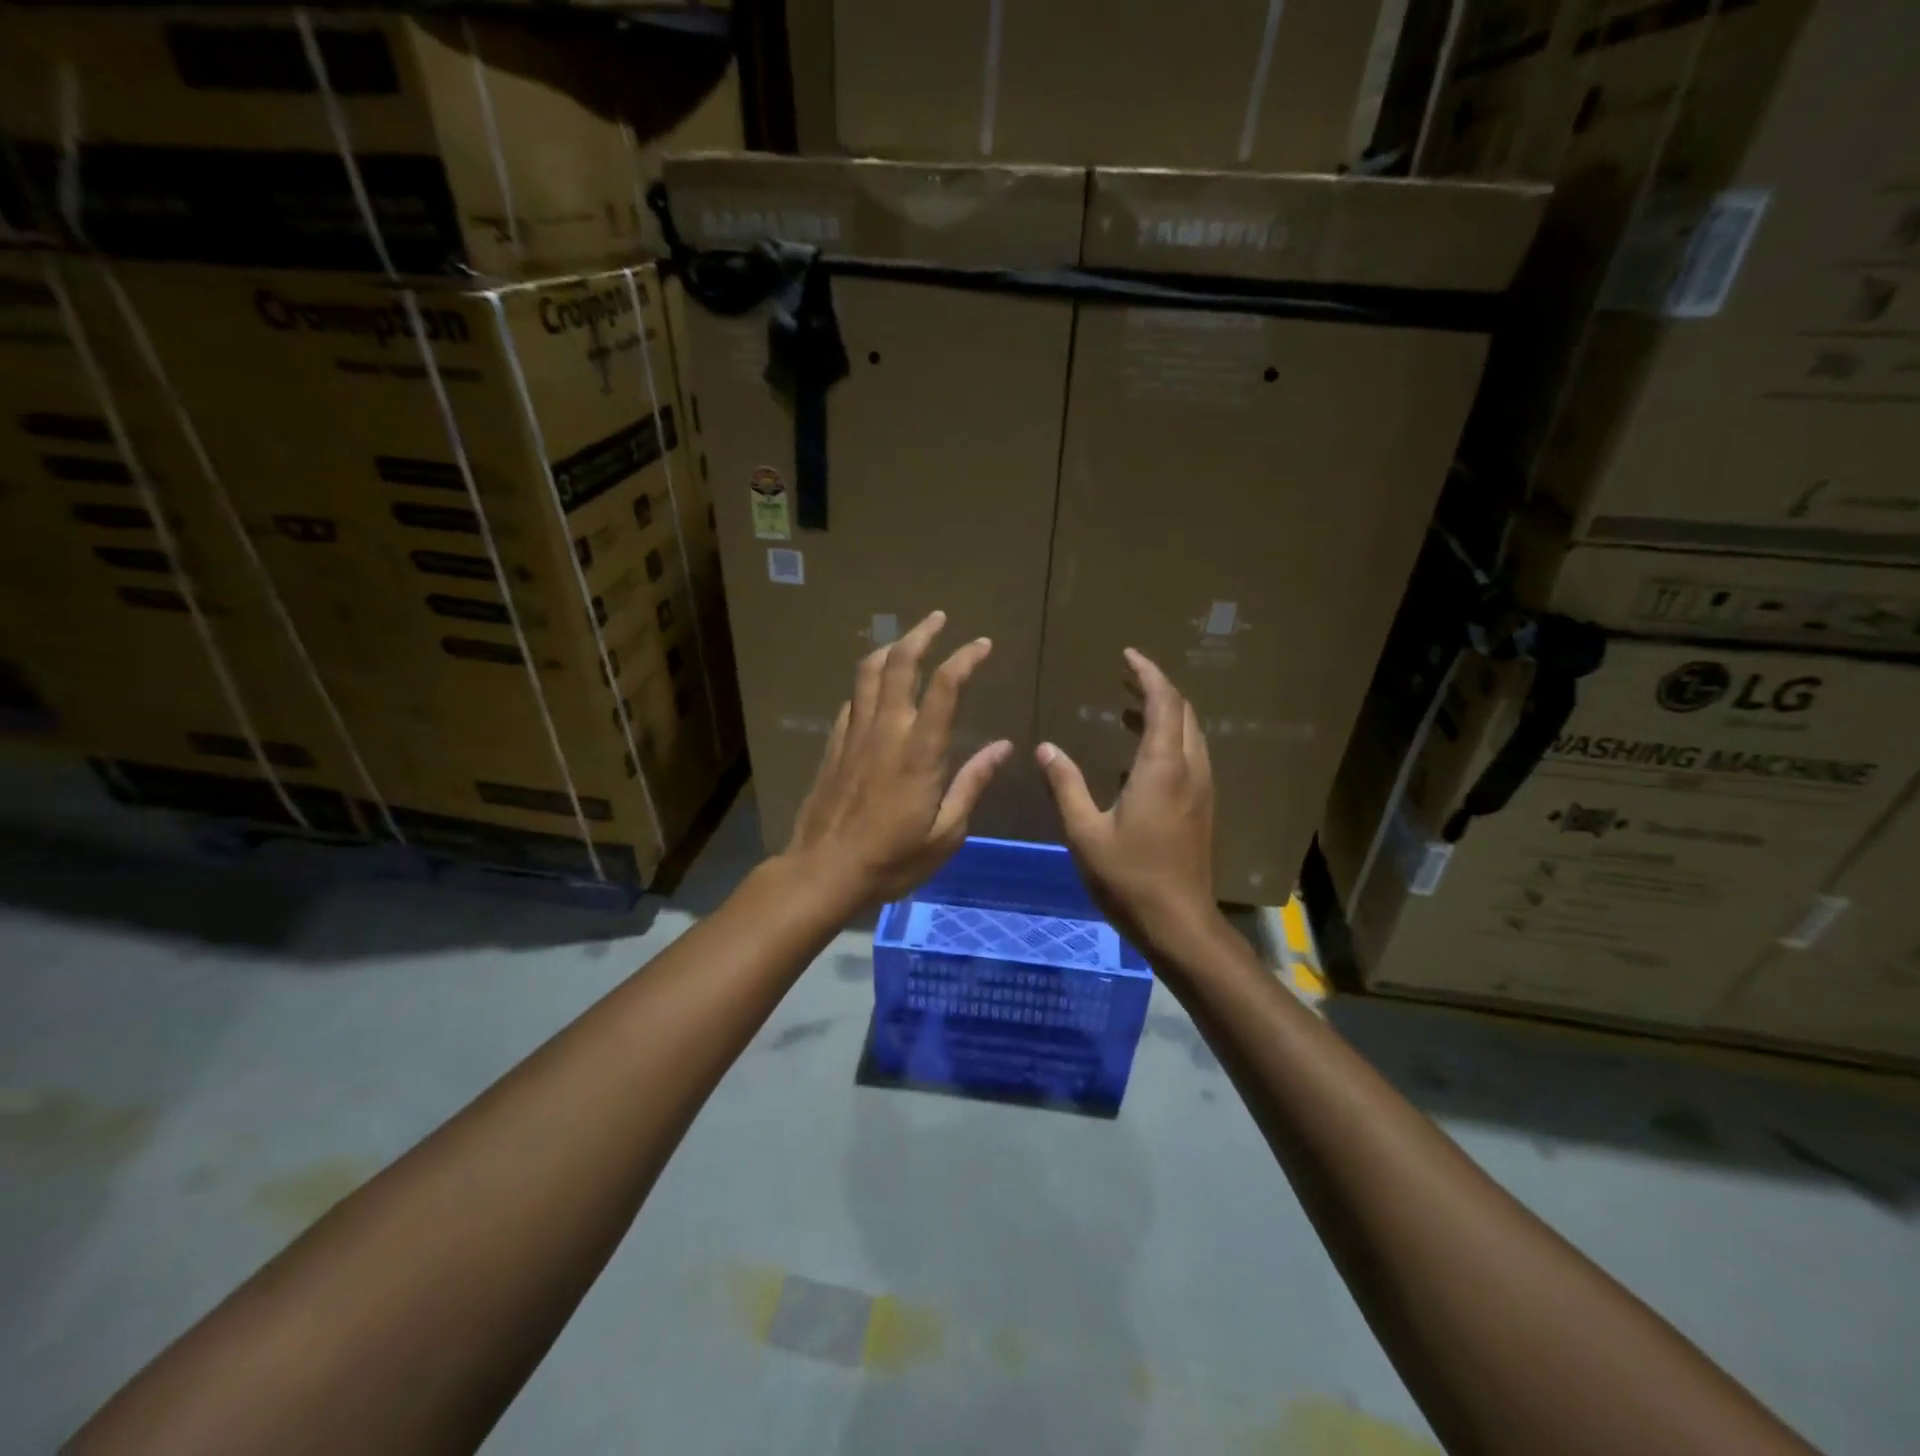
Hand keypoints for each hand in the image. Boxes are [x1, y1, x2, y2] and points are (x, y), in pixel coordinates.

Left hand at [786, 611, 1012, 907]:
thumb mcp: (945, 832)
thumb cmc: (892, 859)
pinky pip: (852, 701)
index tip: (982, 644)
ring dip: (890, 649)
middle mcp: (886, 730)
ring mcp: (855, 734)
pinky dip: (867, 684)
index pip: (946, 687)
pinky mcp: (834, 746)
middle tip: (938, 618)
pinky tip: (875, 689)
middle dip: (921, 634)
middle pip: (900, 664)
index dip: (965, 658)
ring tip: (906, 640)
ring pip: (869, 674)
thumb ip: (972, 783)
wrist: (824, 871)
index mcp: (920, 751)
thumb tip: (1002, 747)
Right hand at [1036, 648, 1220, 954]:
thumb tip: (1045, 747)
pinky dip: (1170, 737)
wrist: (1178, 922)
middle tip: (1126, 675)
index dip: (1148, 673)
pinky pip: (1191, 754)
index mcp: (1162, 768)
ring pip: (1191, 733)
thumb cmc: (1128, 877)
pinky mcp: (1202, 806)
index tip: (1127, 655)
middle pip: (1183, 712)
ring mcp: (1201, 788)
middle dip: (1157, 687)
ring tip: (1130, 707)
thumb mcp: (1084, 831)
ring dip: (1165, 712)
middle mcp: (1190, 769)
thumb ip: (1066, 784)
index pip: (1164, 702)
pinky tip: (1141, 754)